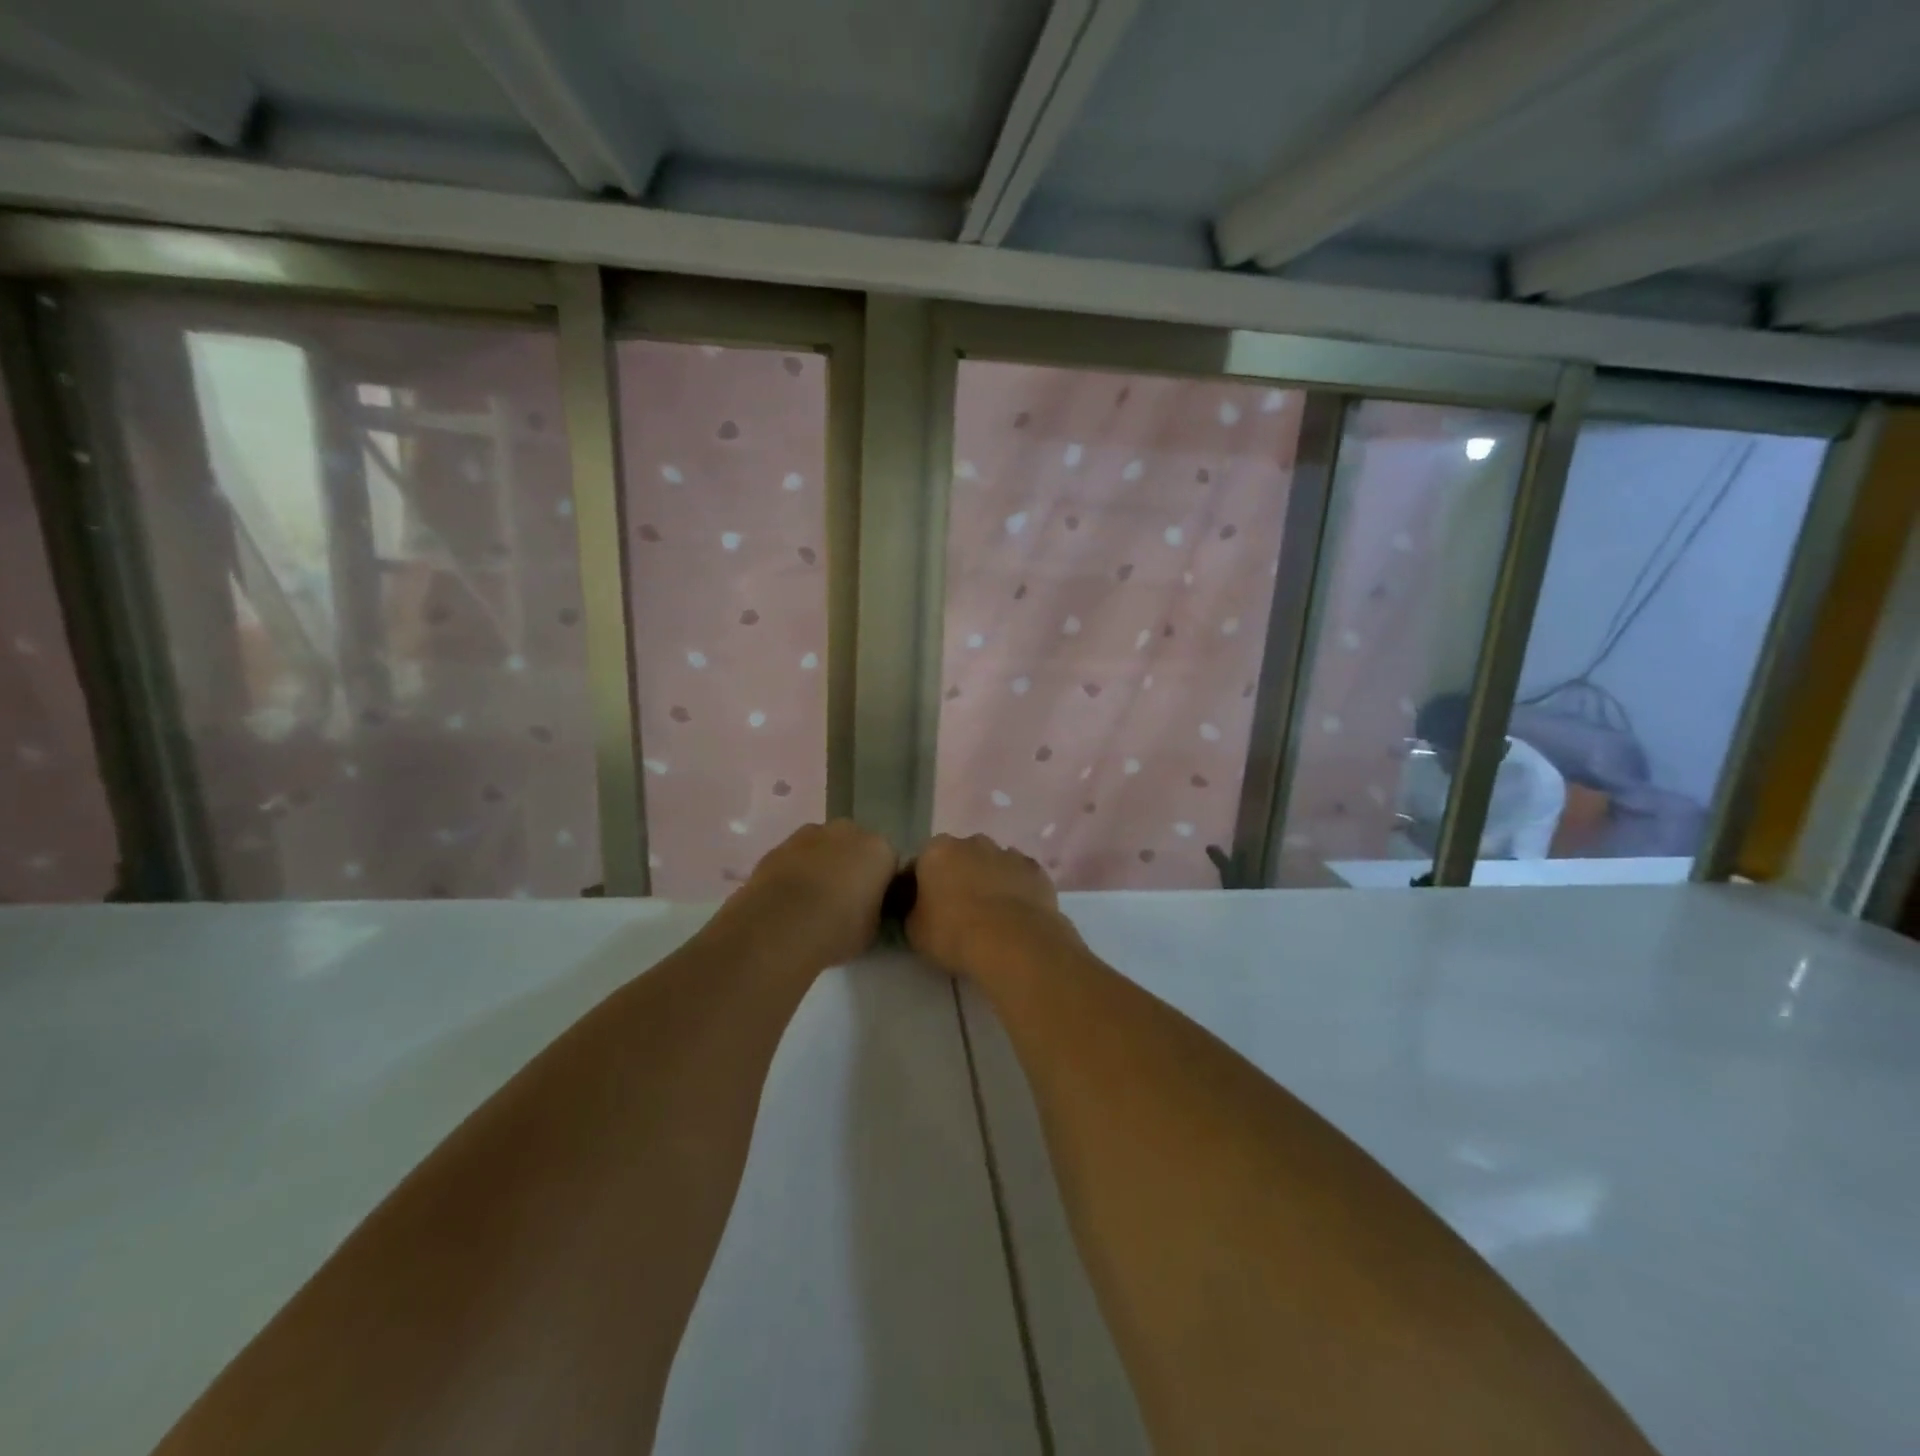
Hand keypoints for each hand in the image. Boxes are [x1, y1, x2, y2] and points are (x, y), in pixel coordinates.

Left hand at [718, 820, 897, 970]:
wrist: (780, 928)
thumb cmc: (837, 930)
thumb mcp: (872, 929)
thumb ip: (874, 908)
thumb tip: (866, 906)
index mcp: (880, 849)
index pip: (888, 862)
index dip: (880, 883)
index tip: (871, 904)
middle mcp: (848, 831)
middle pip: (855, 845)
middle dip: (851, 865)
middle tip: (843, 899)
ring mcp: (810, 834)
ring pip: (823, 846)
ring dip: (822, 864)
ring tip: (811, 900)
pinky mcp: (779, 845)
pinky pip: (796, 856)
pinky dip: (796, 870)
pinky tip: (788, 898)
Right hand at [906, 834, 1071, 976]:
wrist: (1014, 944)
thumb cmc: (954, 934)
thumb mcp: (915, 930)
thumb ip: (913, 910)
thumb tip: (918, 907)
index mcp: (937, 851)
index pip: (920, 864)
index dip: (920, 886)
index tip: (923, 908)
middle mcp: (972, 842)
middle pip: (959, 858)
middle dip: (957, 877)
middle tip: (957, 911)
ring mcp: (1007, 853)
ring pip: (991, 864)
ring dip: (988, 881)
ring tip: (990, 916)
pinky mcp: (1035, 870)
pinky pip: (1019, 877)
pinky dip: (1015, 889)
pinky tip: (1015, 915)